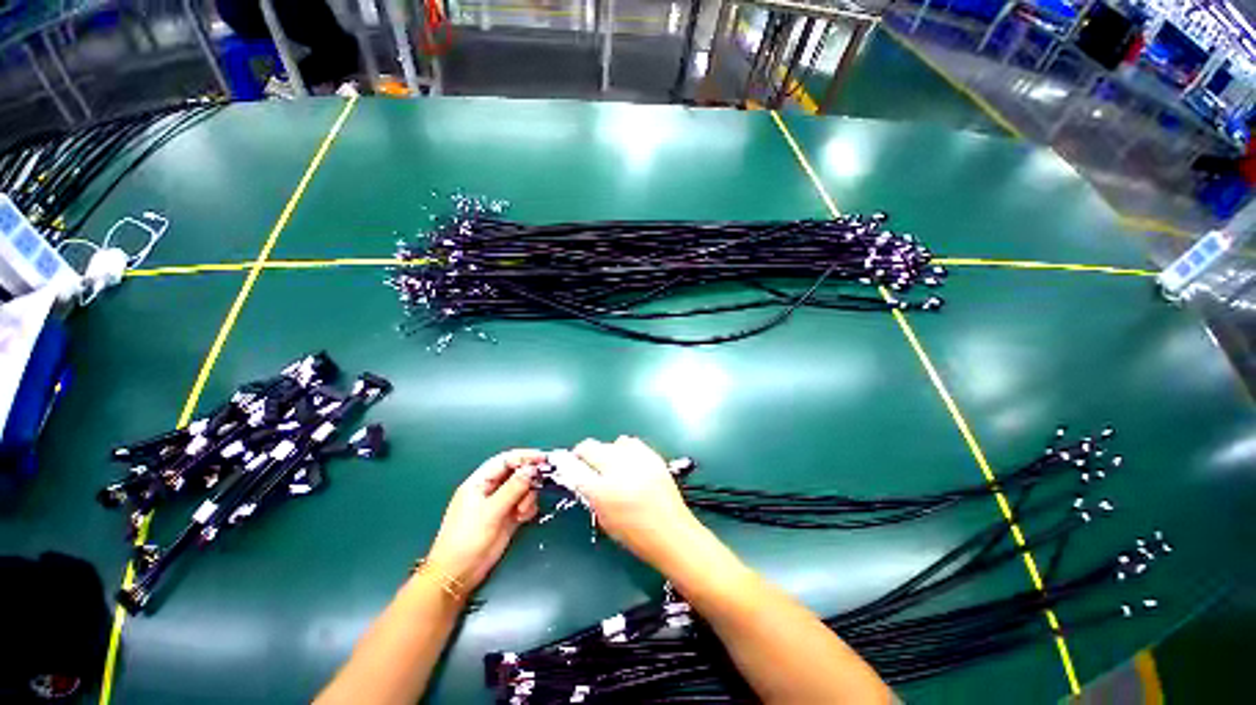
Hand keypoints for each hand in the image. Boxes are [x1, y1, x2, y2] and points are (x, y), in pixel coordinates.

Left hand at [425, 450, 543, 591]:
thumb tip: (531, 469)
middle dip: (528, 478)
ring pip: (522, 489)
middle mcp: (491, 490)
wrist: (458, 575)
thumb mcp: (490, 511)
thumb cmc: (467, 539)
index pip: (505, 461)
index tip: (543, 459)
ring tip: (522, 512)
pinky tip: (523, 518)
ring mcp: (500, 504)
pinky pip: (524, 504)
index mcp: (480, 482)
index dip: (524, 456)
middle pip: (516, 474)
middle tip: (540, 485)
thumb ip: (513, 488)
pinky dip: (528, 508)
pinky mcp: (507, 518)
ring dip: (528, 497)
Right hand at [558, 436, 700, 564]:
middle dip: (584, 454)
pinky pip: (632, 443)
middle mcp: (619, 469)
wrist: (673, 533)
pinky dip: (626, 450)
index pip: (575, 468)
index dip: (568, 465)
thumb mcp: (605, 520)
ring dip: (607, 451)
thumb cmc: (636, 536)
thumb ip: (591, 495)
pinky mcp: (653, 455)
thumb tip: (583, 478)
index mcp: (604, 491)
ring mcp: (638, 459)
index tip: (568, 465)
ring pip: (612, 442)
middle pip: (591, 447)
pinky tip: (630, 463)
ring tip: (613, 465)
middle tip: (587, 464)